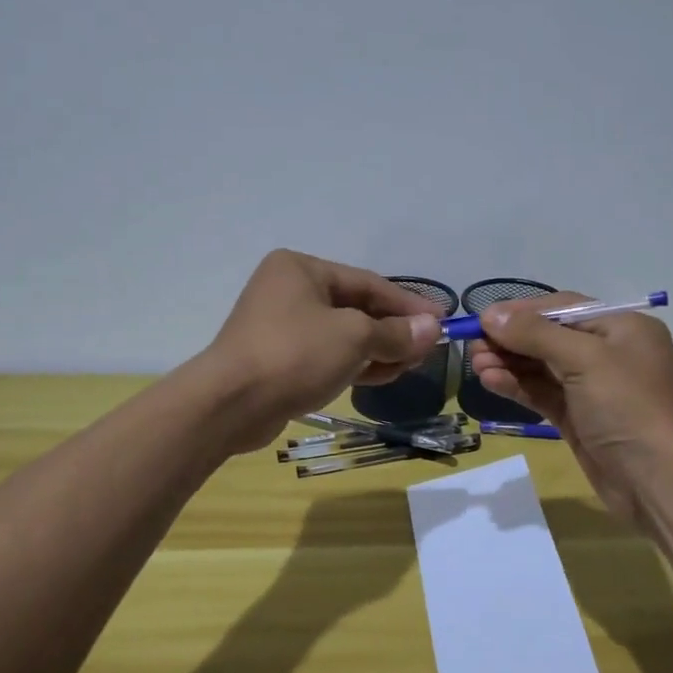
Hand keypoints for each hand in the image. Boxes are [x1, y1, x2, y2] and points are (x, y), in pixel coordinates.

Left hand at [198, 251, 443, 452]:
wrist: (230, 404)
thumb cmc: (294, 354)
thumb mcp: (354, 337)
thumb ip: (396, 333)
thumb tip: (433, 329)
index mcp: (302, 268)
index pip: (368, 283)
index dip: (408, 303)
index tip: (441, 320)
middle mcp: (289, 290)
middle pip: (356, 308)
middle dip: (394, 330)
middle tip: (427, 349)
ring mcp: (281, 326)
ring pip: (343, 334)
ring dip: (378, 350)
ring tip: (411, 365)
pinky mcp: (279, 359)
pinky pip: (327, 355)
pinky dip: (355, 364)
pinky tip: (383, 376)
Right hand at [470, 293, 672, 527]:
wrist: (658, 482)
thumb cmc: (628, 408)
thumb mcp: (584, 360)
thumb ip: (536, 334)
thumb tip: (491, 313)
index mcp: (622, 328)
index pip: (563, 308)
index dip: (522, 311)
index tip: (483, 318)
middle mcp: (609, 353)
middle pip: (549, 336)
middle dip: (511, 340)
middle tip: (472, 345)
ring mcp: (593, 388)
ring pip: (542, 367)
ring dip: (509, 363)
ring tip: (475, 364)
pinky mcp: (579, 418)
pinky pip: (543, 393)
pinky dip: (517, 386)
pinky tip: (490, 381)